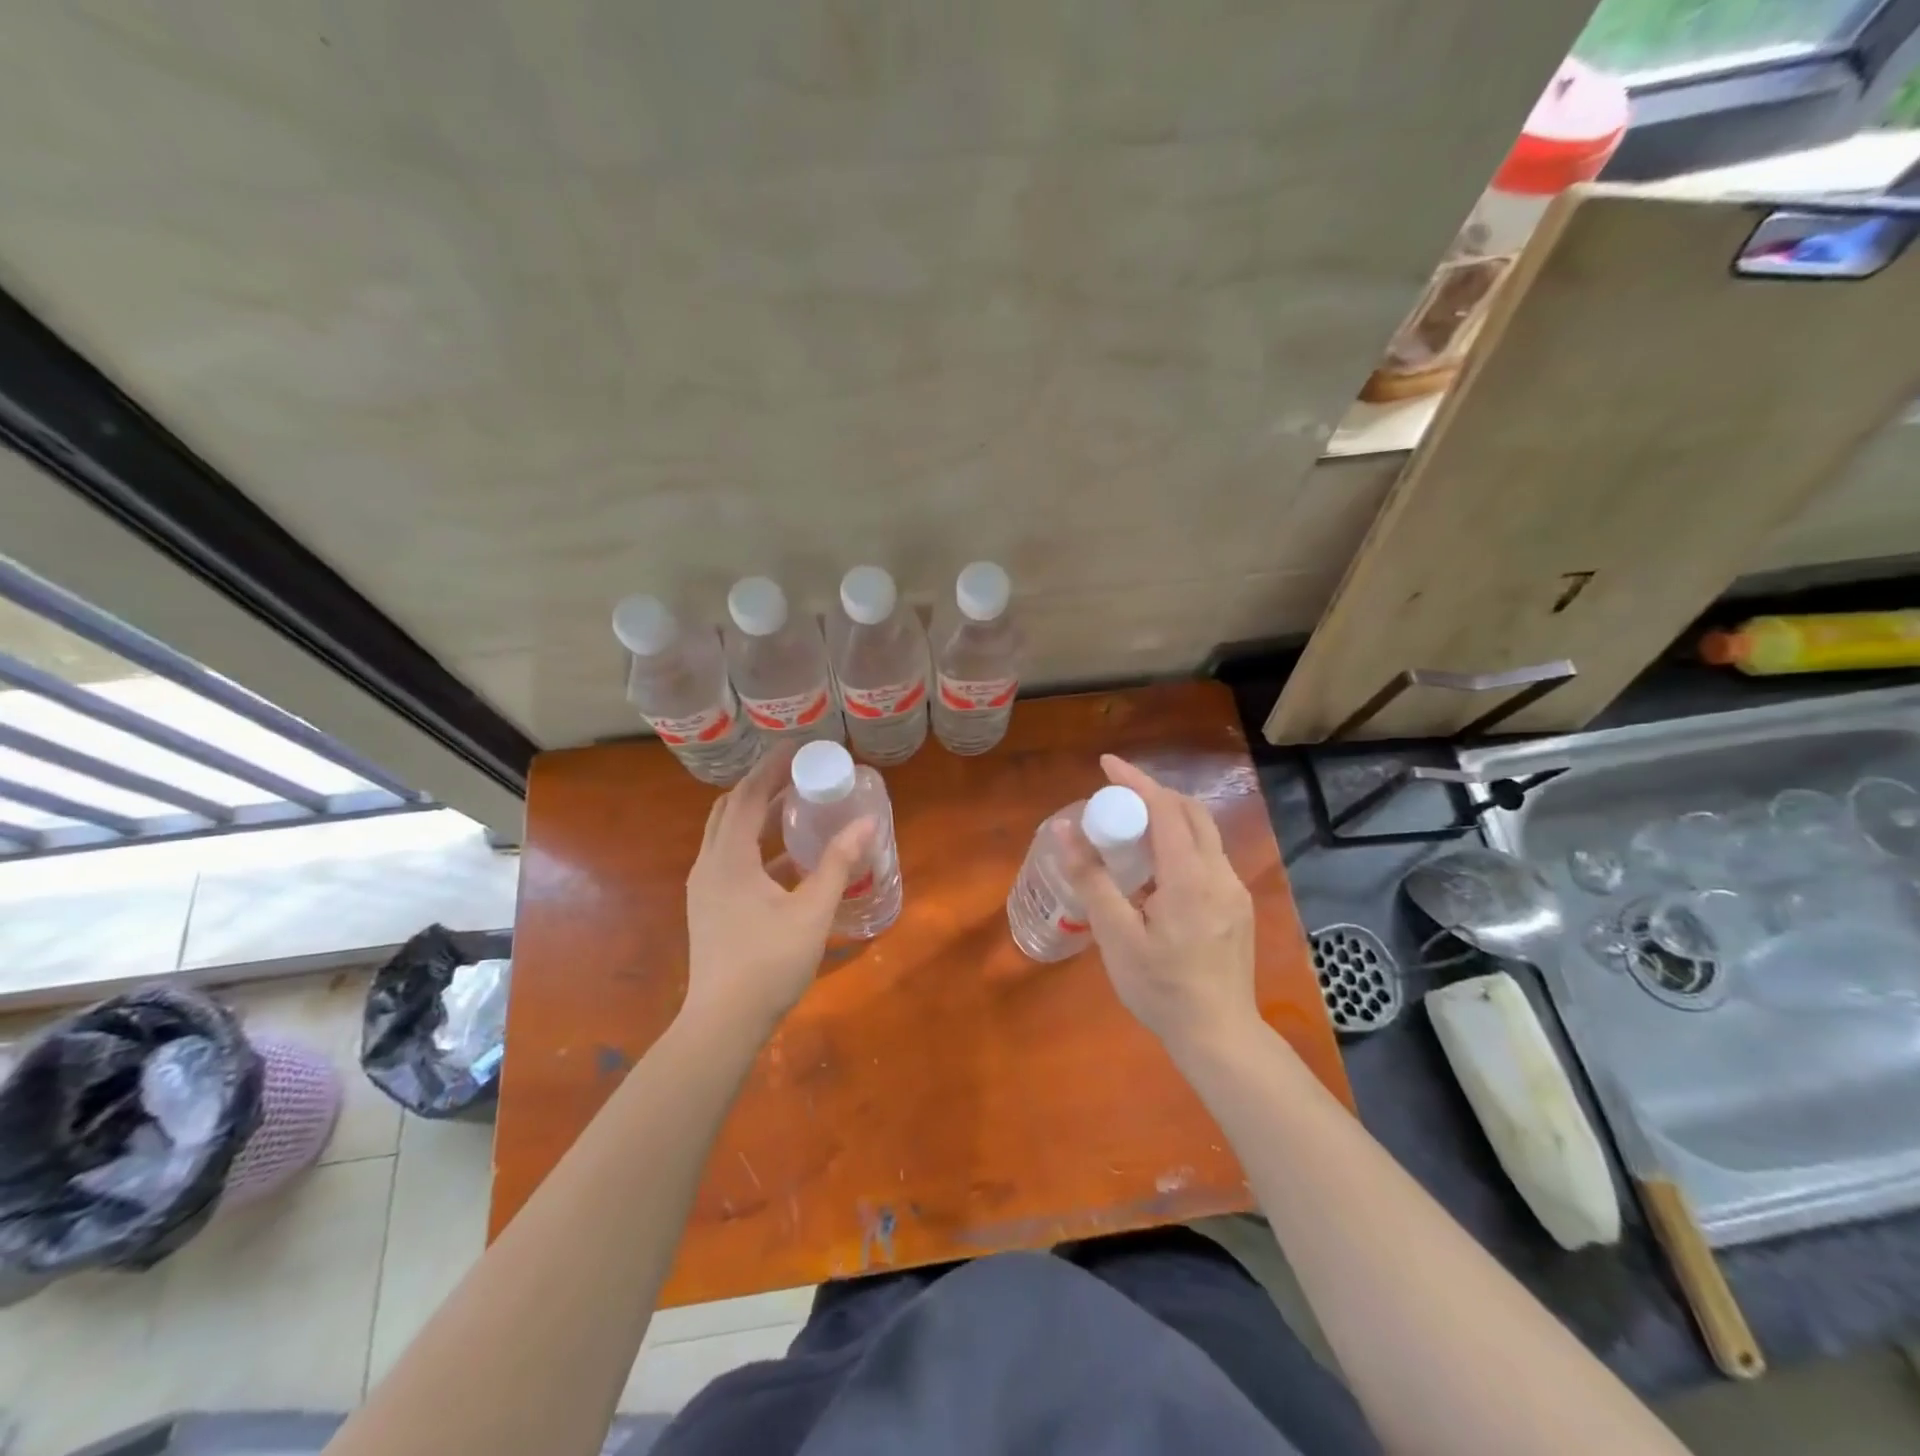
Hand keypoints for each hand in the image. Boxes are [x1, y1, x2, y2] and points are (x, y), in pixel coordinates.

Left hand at [683, 746, 874, 1040]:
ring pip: (728, 834)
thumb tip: (867, 823)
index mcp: (729, 858)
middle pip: (732, 809)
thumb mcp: (812, 911)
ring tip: (798, 807)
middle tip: (799, 775)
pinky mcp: (710, 907)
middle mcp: (710, 864)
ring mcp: (706, 888)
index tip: (799, 747)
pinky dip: (756, 845)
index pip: (748, 795)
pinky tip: (788, 859)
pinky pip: (731, 858)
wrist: (722, 1024)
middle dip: (763, 786)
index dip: (772, 767)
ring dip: (759, 815)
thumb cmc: (769, 963)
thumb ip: (838, 864)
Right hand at [1061, 754, 1258, 1058]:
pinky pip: (1207, 857)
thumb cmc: (1161, 989)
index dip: (1135, 781)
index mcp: (1191, 878)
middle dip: (1153, 793)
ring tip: (1129, 830)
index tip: (1106, 764)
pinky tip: (1155, 871)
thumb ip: (1092, 879)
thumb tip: (1067, 830)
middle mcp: (1220, 874)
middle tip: (1116, 797)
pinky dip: (1180, 844)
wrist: (1219, 1036)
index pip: (1166, 808)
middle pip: (1191, 812)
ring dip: (1168, 818)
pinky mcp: (1237, 907)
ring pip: (1203, 834)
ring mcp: (1234, 891)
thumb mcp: (1117, 937)